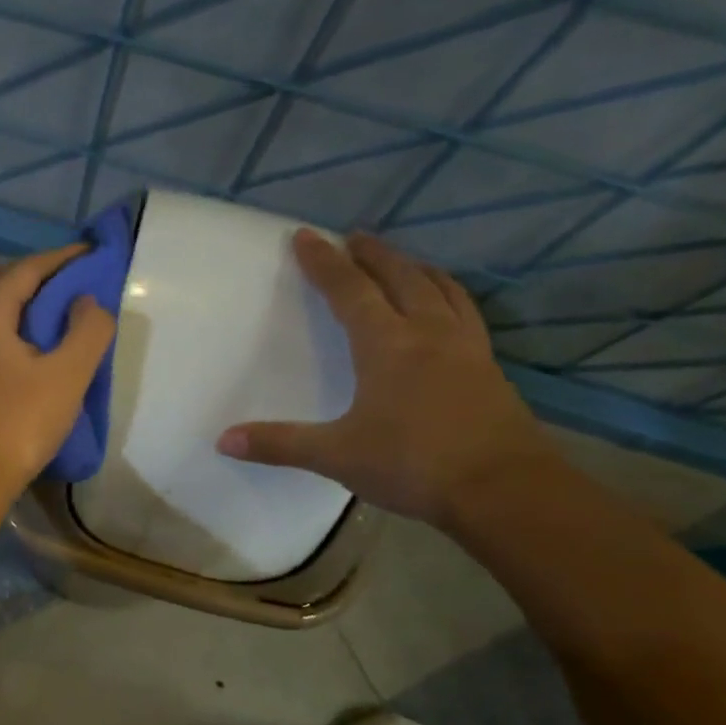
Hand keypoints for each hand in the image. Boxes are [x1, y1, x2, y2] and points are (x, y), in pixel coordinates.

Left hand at [0, 243, 115, 510]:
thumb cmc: (19, 425)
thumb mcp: (68, 376)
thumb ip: (87, 330)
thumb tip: (86, 301)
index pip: (24, 270)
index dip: (59, 259)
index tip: (88, 253)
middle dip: (26, 274)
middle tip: (61, 284)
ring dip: (6, 299)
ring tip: (41, 316)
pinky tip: (14, 348)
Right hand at [217, 230, 554, 528]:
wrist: (502, 488)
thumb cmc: (413, 464)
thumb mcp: (336, 456)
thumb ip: (279, 444)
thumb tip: (223, 440)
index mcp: (387, 346)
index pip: (349, 291)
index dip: (324, 263)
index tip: (307, 236)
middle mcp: (428, 332)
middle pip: (399, 277)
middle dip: (372, 255)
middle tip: (354, 237)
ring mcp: (465, 346)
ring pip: (439, 288)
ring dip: (414, 268)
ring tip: (400, 261)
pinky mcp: (487, 366)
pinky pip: (465, 311)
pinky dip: (447, 294)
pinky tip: (445, 306)